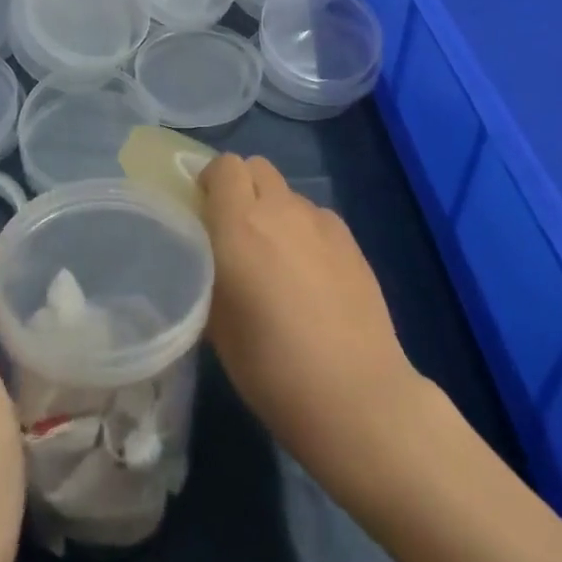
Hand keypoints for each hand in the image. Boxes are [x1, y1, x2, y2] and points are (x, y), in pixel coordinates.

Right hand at [197, 154, 430, 486]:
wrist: (356, 395)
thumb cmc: (272, 369)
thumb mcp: (217, 326)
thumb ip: (207, 273)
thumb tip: (206, 255)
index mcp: (239, 224)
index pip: (224, 166)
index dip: (212, 182)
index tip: (204, 211)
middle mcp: (280, 209)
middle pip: (256, 167)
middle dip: (241, 188)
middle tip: (235, 232)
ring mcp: (320, 220)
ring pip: (287, 193)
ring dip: (274, 211)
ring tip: (276, 261)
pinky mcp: (350, 238)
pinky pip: (315, 216)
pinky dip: (304, 231)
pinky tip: (310, 276)